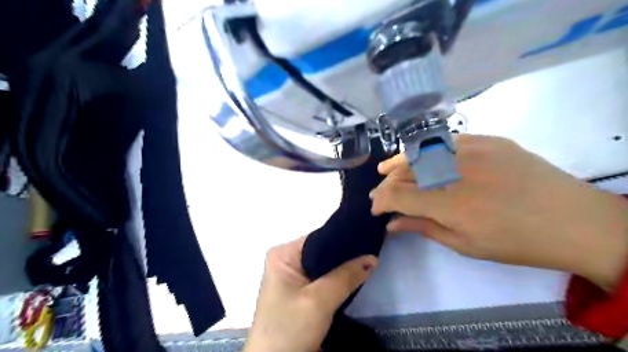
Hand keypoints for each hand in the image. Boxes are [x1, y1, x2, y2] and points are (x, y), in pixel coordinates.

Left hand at [242, 237, 374, 351]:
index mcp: (283, 255)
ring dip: (343, 267)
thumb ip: (346, 276)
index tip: (368, 236)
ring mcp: (293, 277)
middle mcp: (287, 261)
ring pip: (325, 266)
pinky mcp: (300, 292)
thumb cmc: (289, 330)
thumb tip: (372, 257)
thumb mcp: (319, 301)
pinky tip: (356, 275)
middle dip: (345, 253)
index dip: (343, 237)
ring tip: (369, 260)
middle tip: (372, 249)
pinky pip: (324, 278)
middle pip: (322, 251)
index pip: (319, 237)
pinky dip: (338, 279)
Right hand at [369, 134, 627, 290]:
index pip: (398, 195)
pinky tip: (419, 156)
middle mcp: (456, 171)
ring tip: (385, 169)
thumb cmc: (516, 242)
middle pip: (405, 172)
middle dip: (386, 183)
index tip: (376, 208)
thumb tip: (391, 224)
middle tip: (379, 192)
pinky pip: (445, 141)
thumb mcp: (465, 244)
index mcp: (450, 203)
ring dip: (398, 162)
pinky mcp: (488, 140)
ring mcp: (473, 150)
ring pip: (421, 151)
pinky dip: (425, 150)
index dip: (381, 200)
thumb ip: (423, 228)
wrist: (574, 220)